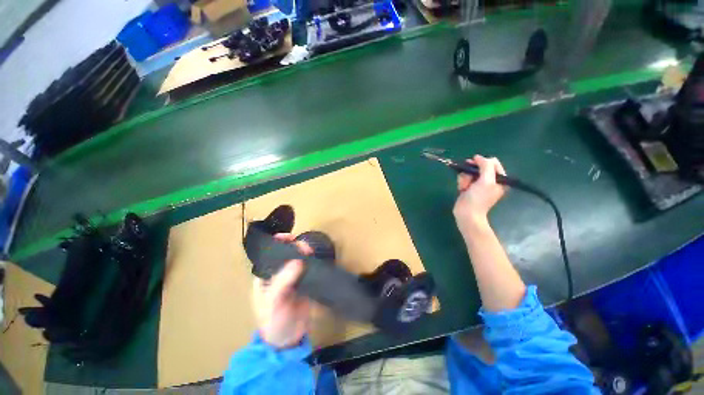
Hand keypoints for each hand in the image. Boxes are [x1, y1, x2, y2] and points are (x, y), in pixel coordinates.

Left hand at [252, 234, 312, 348]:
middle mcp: (279, 275)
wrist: (288, 341)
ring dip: (305, 253)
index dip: (278, 243)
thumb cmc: (273, 322)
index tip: (289, 237)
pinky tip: (317, 258)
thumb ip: (284, 281)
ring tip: (311, 251)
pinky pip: (309, 269)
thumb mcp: (274, 302)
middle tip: (305, 247)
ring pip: (299, 260)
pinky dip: (313, 262)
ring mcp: (293, 279)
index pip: (270, 255)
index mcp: (266, 277)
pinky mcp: (304, 283)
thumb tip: (298, 261)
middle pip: (287, 255)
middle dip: (295, 247)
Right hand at [453, 155, 507, 234]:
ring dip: (465, 178)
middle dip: (471, 172)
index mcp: (500, 179)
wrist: (466, 214)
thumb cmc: (478, 199)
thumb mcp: (486, 181)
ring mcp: (480, 184)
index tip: (471, 164)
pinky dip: (462, 182)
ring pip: (470, 172)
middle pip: (479, 167)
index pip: (492, 162)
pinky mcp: (470, 187)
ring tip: (464, 187)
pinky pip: (465, 178)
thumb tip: (478, 157)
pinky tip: (462, 189)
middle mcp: (491, 180)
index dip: (482, 162)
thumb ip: (486, 166)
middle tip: (468, 180)